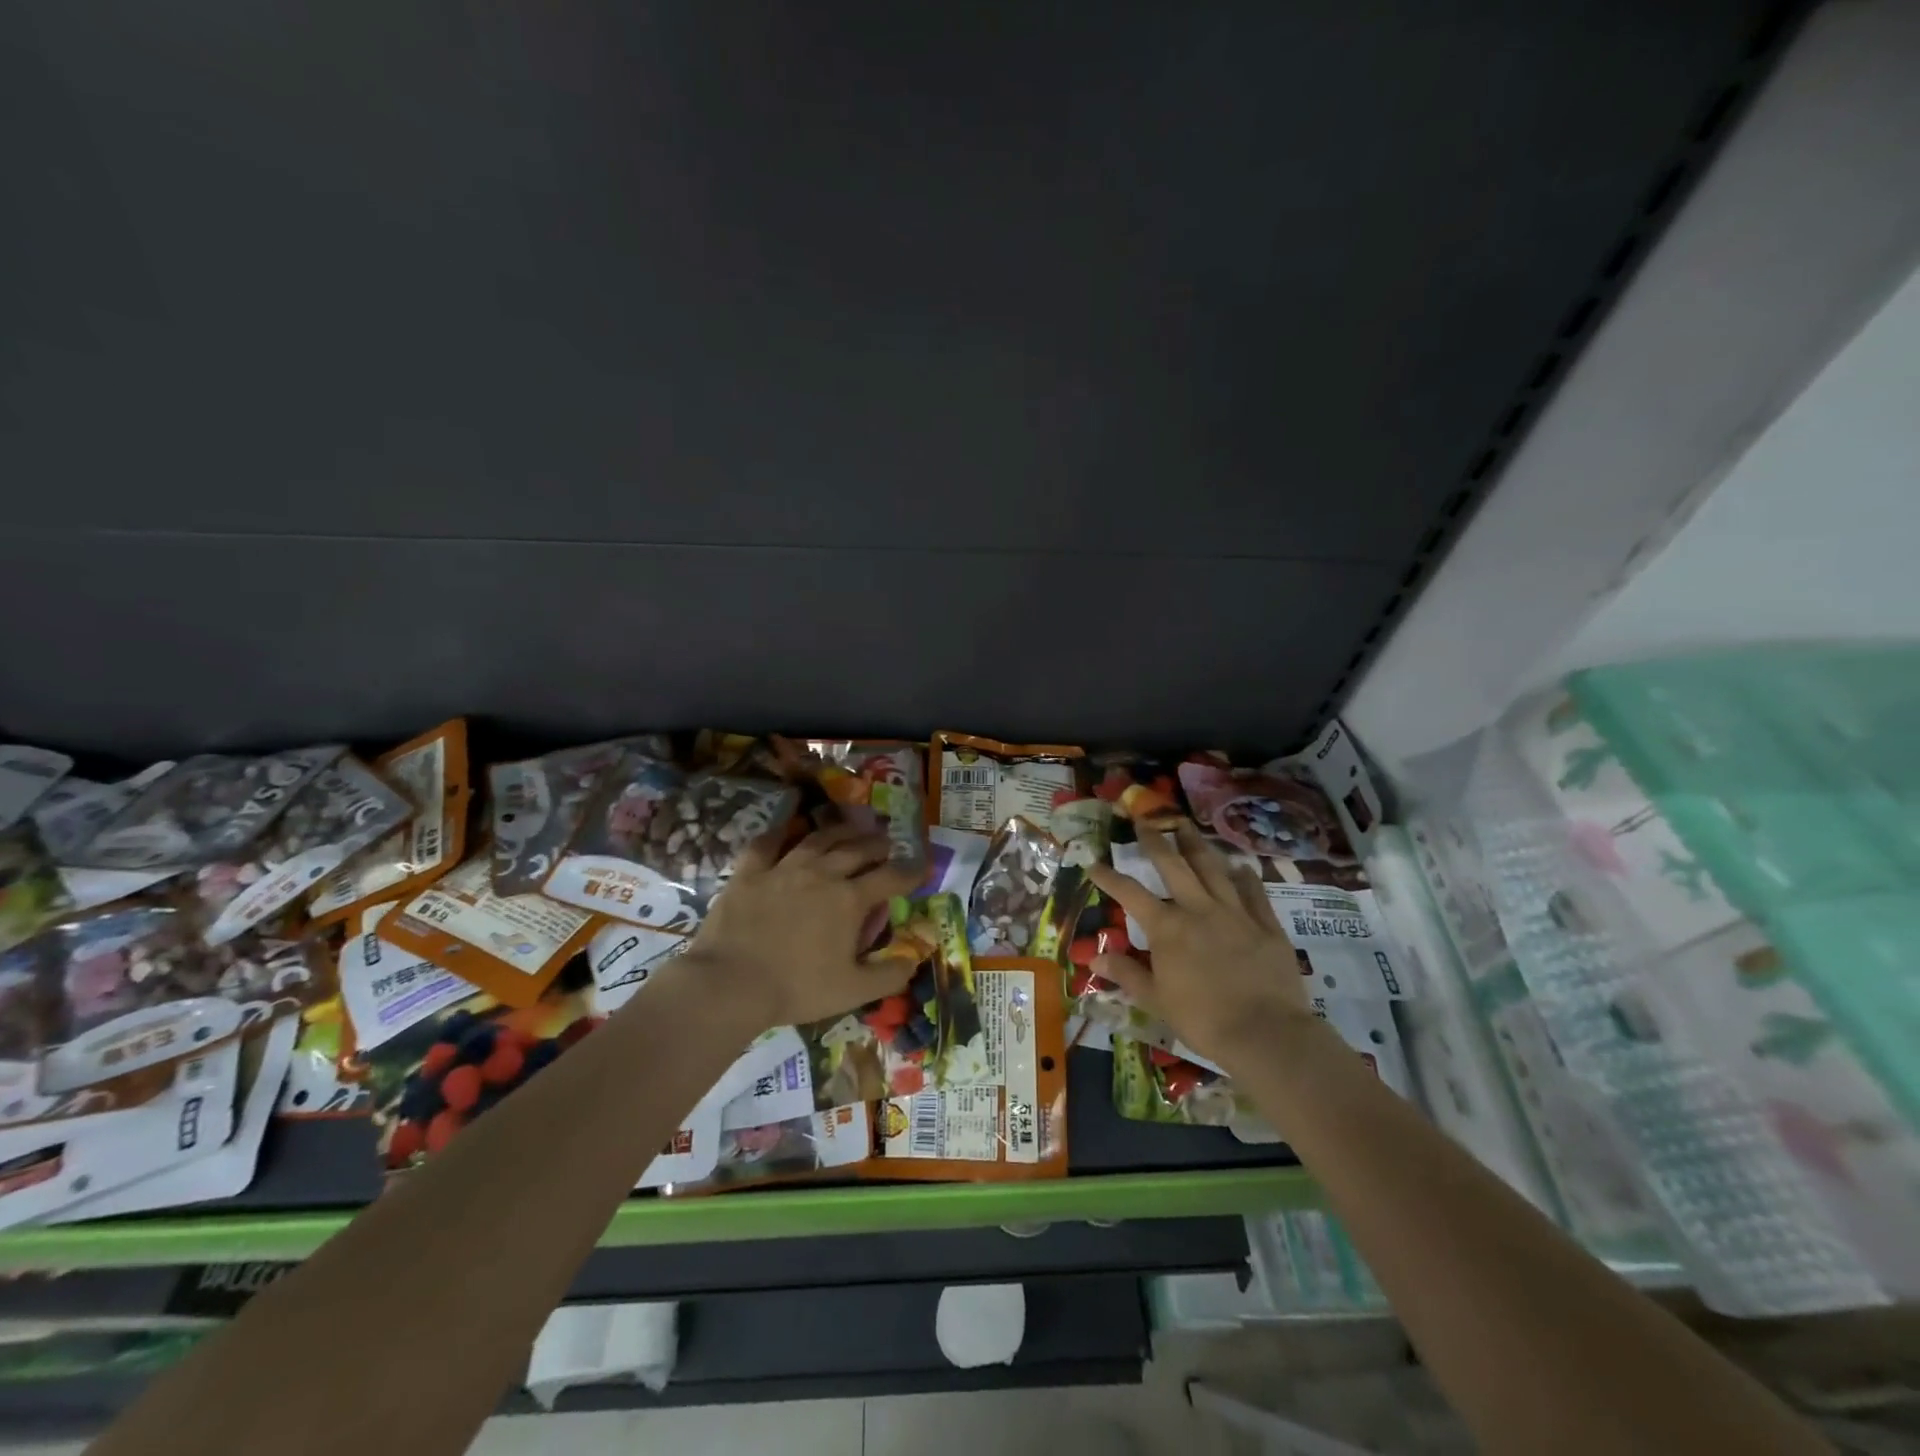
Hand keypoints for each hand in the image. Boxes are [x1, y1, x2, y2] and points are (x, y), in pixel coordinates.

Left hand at [684, 822, 921, 1028]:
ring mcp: (784, 867)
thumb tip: (914, 958)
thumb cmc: (796, 988)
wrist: (730, 984)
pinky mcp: (750, 871)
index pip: (891, 877)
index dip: (911, 871)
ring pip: (819, 839)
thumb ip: (889, 975)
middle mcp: (822, 873)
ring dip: (840, 831)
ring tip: (851, 828)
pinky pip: (768, 843)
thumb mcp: (853, 991)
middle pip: (857, 849)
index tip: (922, 866)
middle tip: (887, 843)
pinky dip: (781, 832)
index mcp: (850, 900)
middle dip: (878, 844)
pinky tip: (789, 830)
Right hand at [1087, 820, 1315, 1070]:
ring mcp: (1235, 913)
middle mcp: (1199, 909)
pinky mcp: (1266, 924)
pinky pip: (1254, 892)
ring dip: (1197, 845)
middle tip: (1144, 820)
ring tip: (1186, 826)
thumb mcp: (1156, 1000)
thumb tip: (1094, 958)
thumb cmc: (1203, 1019)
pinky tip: (1240, 866)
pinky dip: (1245, 876)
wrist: (1265, 1034)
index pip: (1130, 893)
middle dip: (1155, 840)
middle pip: (1174, 865)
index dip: (1109, 877)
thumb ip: (1126, 973)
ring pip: (1213, 869)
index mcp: (1167, 927)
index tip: (1094, 863)